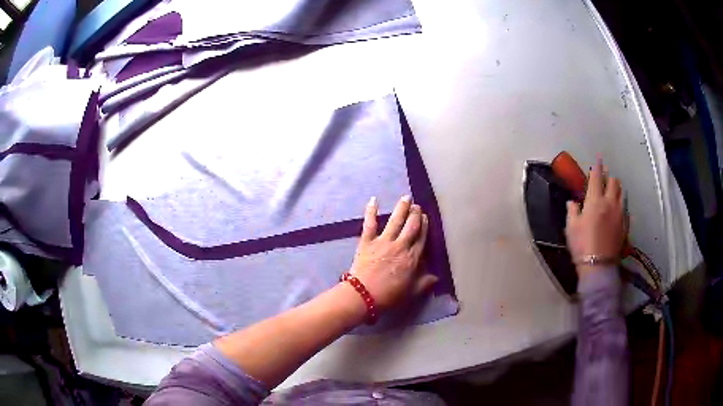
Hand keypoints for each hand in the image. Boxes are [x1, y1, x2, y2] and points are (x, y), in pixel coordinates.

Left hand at [349, 195, 438, 310]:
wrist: (364, 295)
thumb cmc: (389, 296)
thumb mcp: (412, 292)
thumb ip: (425, 283)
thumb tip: (437, 277)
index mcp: (412, 258)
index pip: (421, 238)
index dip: (425, 226)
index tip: (426, 217)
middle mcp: (400, 246)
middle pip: (411, 226)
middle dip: (416, 214)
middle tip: (417, 205)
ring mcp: (383, 241)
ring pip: (395, 221)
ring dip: (402, 208)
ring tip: (406, 197)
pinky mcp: (367, 241)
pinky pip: (370, 223)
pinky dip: (371, 211)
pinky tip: (374, 200)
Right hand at [565, 158, 625, 275]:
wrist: (598, 266)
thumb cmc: (582, 245)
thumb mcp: (571, 227)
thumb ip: (572, 211)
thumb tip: (572, 202)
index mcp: (595, 200)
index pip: (597, 177)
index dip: (598, 166)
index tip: (599, 158)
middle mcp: (610, 202)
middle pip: (614, 182)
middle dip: (609, 177)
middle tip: (604, 179)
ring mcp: (620, 213)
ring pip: (621, 193)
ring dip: (616, 189)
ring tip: (612, 192)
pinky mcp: (625, 225)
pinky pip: (625, 208)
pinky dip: (621, 204)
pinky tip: (617, 210)